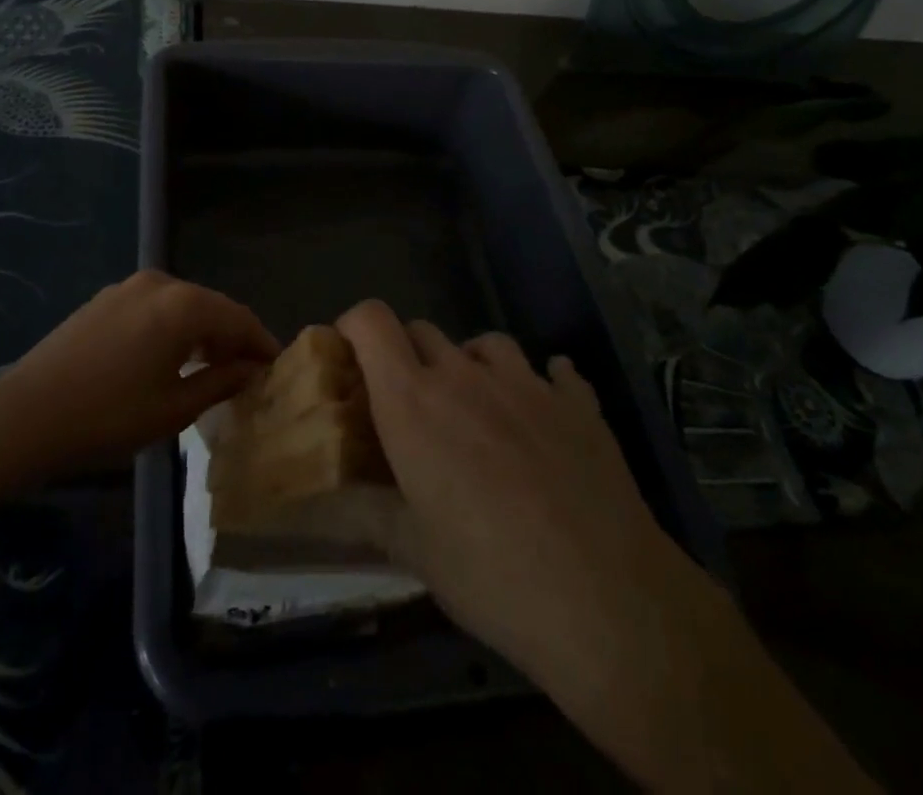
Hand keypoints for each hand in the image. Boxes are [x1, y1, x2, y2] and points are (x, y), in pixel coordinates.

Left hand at [0, 271, 278, 480]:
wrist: (24, 416)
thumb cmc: (107, 417)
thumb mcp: (173, 408)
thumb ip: (220, 382)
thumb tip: (251, 370)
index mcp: (183, 305)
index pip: (239, 318)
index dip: (261, 343)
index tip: (276, 368)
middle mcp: (160, 283)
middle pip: (212, 306)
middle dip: (233, 337)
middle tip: (247, 372)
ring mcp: (128, 287)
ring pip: (183, 305)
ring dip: (203, 332)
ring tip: (213, 367)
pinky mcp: (105, 299)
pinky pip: (155, 307)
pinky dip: (174, 327)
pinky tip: (172, 356)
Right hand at [336, 301, 723, 781]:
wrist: (608, 600)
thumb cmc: (491, 574)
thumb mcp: (413, 551)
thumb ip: (361, 513)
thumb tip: (314, 506)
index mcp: (414, 400)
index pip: (371, 321)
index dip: (353, 326)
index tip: (350, 357)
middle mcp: (465, 375)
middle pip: (422, 330)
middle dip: (407, 356)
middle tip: (411, 406)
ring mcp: (527, 382)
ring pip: (486, 343)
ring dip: (471, 364)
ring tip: (477, 410)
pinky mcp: (577, 403)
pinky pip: (555, 371)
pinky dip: (543, 383)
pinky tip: (545, 415)